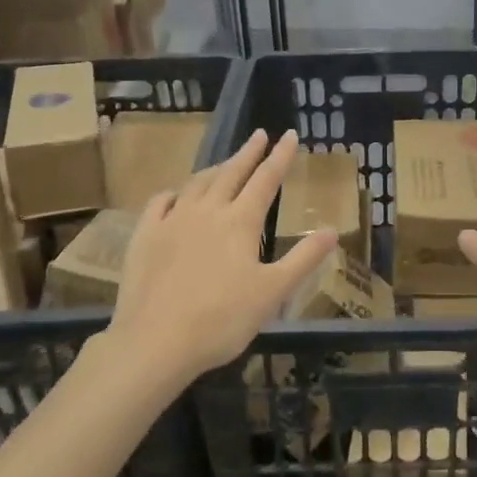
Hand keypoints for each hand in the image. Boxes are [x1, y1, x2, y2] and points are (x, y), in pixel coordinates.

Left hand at [107, 129, 338, 381]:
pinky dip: (174, 192)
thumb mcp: (274, 292)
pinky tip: (176, 195)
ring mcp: (171, 221)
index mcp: (241, 222)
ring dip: (215, 169)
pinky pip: (160, 202)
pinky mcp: (144, 236)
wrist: (155, 341)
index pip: (266, 179)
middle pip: (231, 173)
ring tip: (225, 163)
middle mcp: (207, 211)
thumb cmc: (222, 319)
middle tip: (259, 135)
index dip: (280, 156)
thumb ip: (304, 258)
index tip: (289, 135)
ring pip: (197, 183)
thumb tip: (332, 230)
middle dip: (248, 152)